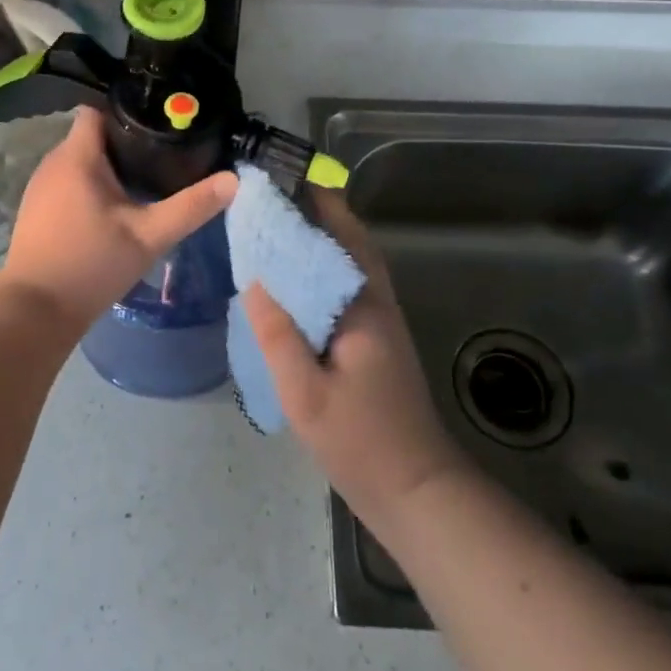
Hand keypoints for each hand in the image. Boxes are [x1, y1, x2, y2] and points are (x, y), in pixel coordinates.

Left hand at [0, 107, 237, 335]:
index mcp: (77, 157)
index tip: (159, 125)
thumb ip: (191, 207)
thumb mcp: (149, 236)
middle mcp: (53, 162)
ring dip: (108, 166)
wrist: (35, 311)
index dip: (127, 112)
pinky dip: (90, 186)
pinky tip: (113, 208)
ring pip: (80, 160)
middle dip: (125, 142)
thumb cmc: (92, 264)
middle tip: (163, 156)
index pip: (97, 110)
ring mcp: (40, 186)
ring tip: (143, 180)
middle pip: (92, 136)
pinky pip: (68, 181)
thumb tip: (233, 180)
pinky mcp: (36, 209)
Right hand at [244, 191, 466, 530]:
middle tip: (274, 198)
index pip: (343, 237)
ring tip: (278, 229)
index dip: (318, 203)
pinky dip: (324, 271)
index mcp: (364, 307)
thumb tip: (255, 281)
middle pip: (351, 243)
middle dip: (319, 213)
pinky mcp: (377, 342)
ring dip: (323, 240)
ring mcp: (381, 323)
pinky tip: (295, 283)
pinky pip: (347, 289)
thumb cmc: (361, 442)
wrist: (416, 491)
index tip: (285, 179)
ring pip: (351, 265)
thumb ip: (278, 335)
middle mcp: (378, 304)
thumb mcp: (306, 393)